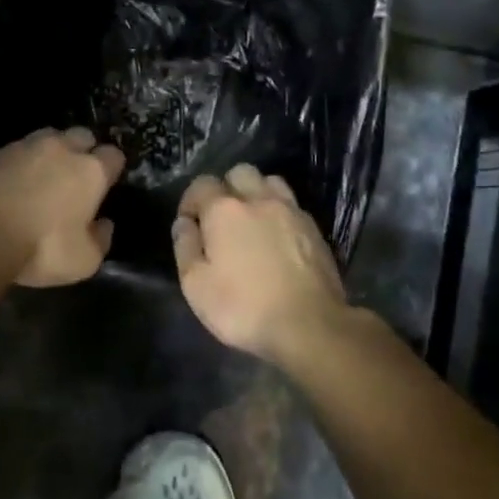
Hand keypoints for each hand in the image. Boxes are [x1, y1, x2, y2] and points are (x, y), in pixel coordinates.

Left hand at [0, 127, 124, 286]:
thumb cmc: (41, 246)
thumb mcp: (82, 260)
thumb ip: (100, 240)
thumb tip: (104, 225)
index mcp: (91, 171)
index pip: (113, 155)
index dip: (111, 168)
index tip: (106, 183)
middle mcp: (62, 148)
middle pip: (82, 136)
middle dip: (83, 150)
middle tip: (76, 175)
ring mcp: (26, 146)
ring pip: (49, 137)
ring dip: (51, 152)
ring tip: (44, 175)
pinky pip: (18, 150)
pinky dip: (21, 162)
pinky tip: (15, 181)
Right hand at [173, 164, 348, 360]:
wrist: (310, 326)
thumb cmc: (244, 307)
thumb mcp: (196, 285)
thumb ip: (185, 247)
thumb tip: (183, 224)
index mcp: (224, 210)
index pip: (201, 184)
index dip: (190, 201)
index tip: (190, 225)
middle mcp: (258, 200)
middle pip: (239, 173)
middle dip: (226, 188)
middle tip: (221, 219)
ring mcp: (291, 212)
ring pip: (270, 182)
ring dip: (256, 194)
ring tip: (252, 221)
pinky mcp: (315, 229)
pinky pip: (292, 206)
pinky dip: (279, 213)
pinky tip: (277, 238)